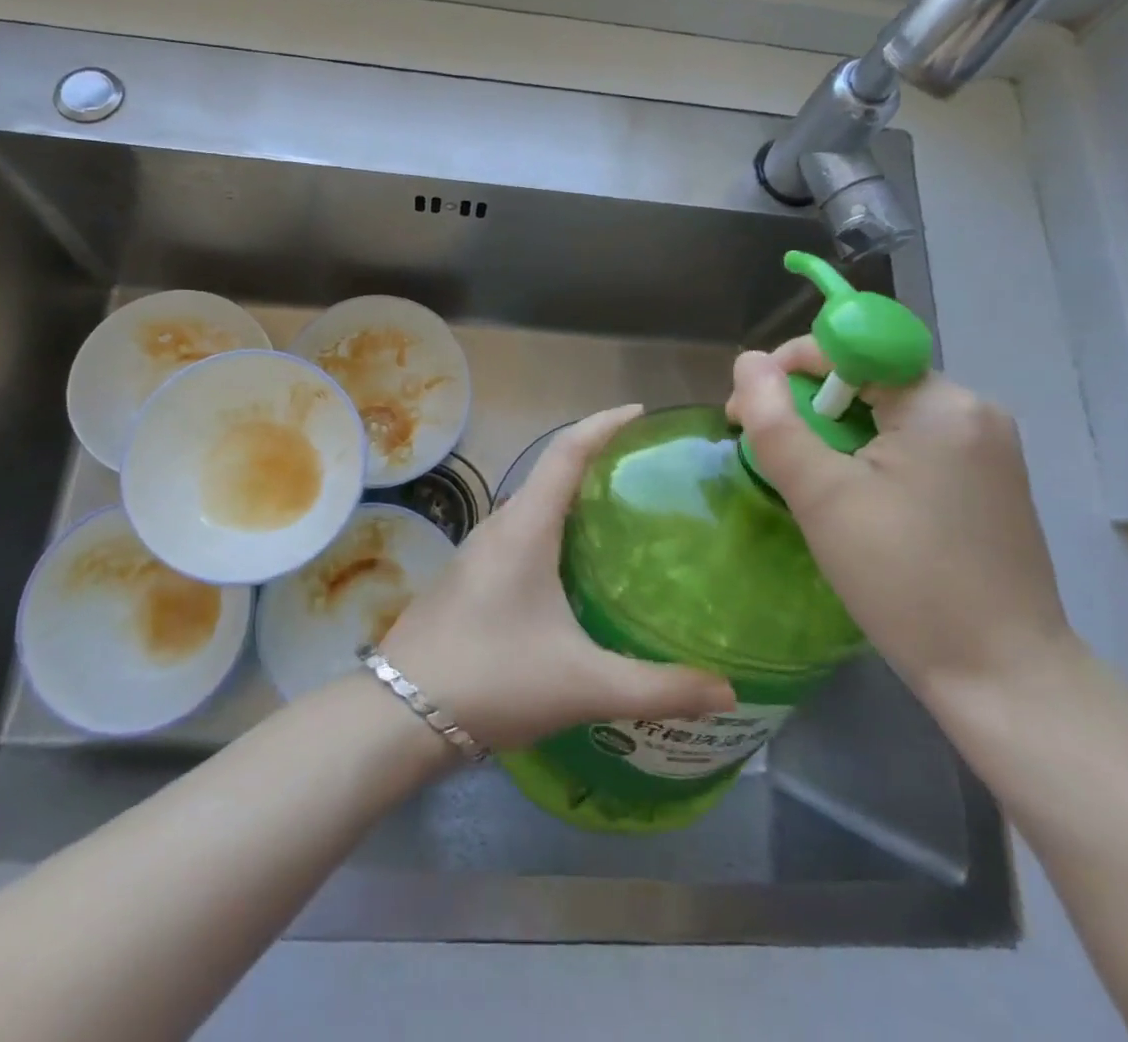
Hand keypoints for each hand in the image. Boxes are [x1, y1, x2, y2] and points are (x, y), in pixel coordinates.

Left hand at [380, 406, 735, 752]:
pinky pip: (520, 535)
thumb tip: (729, 693)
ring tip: (621, 518)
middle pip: (551, 473)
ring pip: (534, 507)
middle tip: (647, 475)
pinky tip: (576, 571)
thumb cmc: (493, 679)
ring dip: (573, 499)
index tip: (641, 414)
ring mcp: (478, 552)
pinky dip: (554, 531)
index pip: (566, 451)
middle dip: (597, 462)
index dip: (603, 424)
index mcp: (525, 528)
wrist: (399, 714)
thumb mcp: (583, 684)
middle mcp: (500, 527)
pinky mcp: (470, 578)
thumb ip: (658, 688)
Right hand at [726, 339, 1075, 709]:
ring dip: (834, 435)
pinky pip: (912, 444)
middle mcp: (972, 410)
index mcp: (940, 403)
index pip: (849, 348)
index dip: (788, 368)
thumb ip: (776, 421)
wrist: (1004, 678)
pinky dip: (869, 457)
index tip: (746, 413)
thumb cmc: (905, 580)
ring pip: (886, 414)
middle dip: (807, 406)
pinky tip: (852, 500)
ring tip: (806, 484)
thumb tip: (747, 361)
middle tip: (768, 455)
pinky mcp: (988, 482)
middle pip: (867, 379)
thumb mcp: (822, 496)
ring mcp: (987, 447)